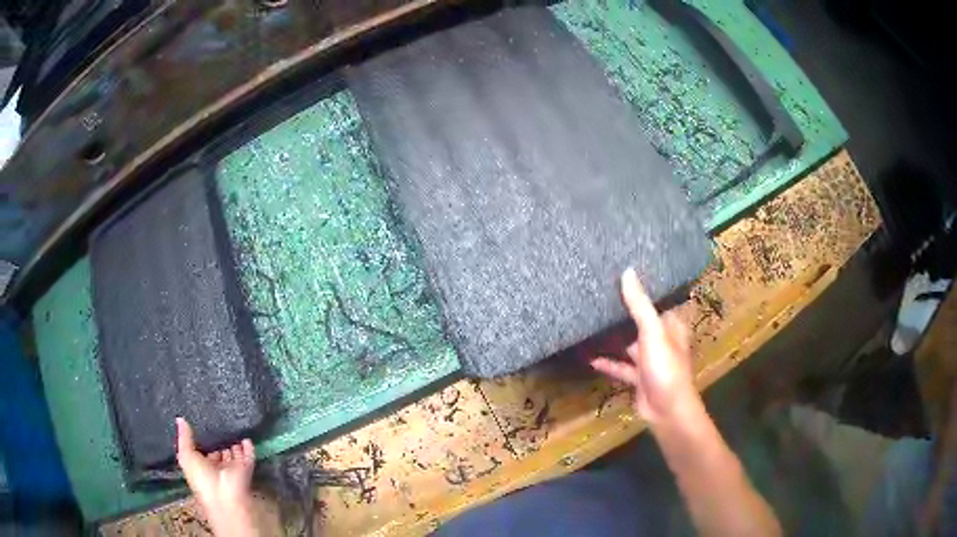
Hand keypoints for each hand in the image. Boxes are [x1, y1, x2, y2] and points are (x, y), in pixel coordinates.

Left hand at [176, 417, 257, 536]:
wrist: (223, 496)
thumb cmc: (201, 478)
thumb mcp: (186, 456)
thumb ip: (184, 437)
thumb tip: (180, 418)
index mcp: (204, 467)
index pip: (206, 454)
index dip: (205, 444)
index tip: (204, 428)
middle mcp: (219, 468)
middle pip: (221, 454)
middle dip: (221, 443)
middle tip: (221, 427)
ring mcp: (233, 469)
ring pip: (235, 454)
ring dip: (235, 444)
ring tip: (234, 427)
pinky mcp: (246, 468)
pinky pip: (248, 455)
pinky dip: (249, 447)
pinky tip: (246, 437)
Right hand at [590, 268, 697, 424]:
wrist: (667, 411)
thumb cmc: (666, 368)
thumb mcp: (653, 333)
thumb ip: (639, 305)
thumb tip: (627, 271)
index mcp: (671, 325)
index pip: (658, 300)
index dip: (643, 288)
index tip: (622, 273)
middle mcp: (662, 340)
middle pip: (642, 321)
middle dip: (625, 311)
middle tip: (601, 294)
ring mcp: (650, 360)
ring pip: (631, 343)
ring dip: (615, 338)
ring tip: (592, 322)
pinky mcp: (639, 378)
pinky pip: (622, 367)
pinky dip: (609, 363)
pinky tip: (591, 358)